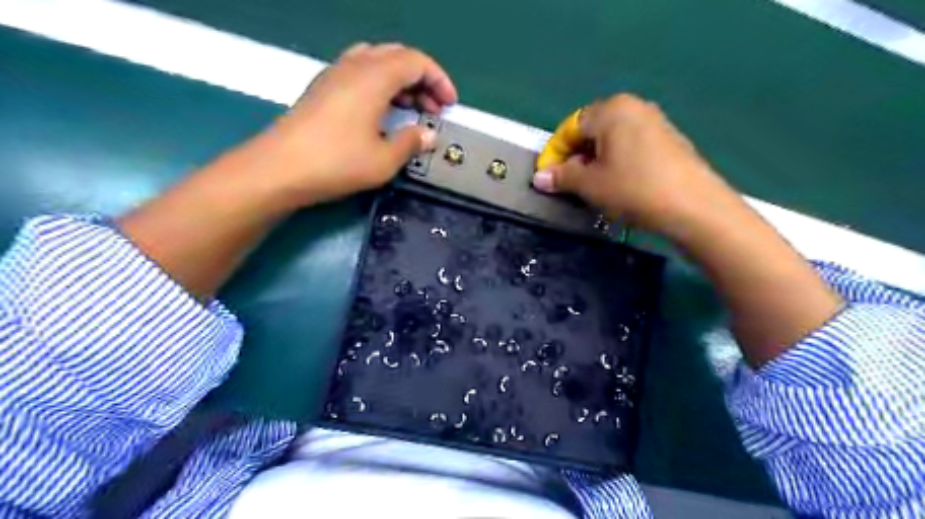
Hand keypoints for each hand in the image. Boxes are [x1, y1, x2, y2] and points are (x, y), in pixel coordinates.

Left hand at [263, 42, 456, 205]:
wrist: (280, 168)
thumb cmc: (337, 163)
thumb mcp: (384, 160)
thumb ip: (411, 142)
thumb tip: (428, 135)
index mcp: (374, 77)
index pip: (416, 62)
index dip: (439, 80)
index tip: (449, 105)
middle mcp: (354, 66)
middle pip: (397, 56)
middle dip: (422, 79)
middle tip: (433, 108)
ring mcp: (334, 74)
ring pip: (377, 61)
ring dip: (400, 80)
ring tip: (410, 108)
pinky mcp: (322, 88)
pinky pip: (359, 72)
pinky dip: (379, 84)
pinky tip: (381, 111)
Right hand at [536, 93, 737, 237]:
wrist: (693, 206)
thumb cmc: (634, 189)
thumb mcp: (590, 185)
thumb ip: (562, 177)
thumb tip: (539, 177)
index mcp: (611, 109)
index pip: (570, 127)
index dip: (555, 153)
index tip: (548, 178)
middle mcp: (633, 107)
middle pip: (592, 130)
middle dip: (576, 157)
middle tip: (571, 184)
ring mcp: (655, 121)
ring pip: (612, 139)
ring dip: (596, 162)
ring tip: (594, 187)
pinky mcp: (669, 139)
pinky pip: (631, 146)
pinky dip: (617, 162)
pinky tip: (620, 185)